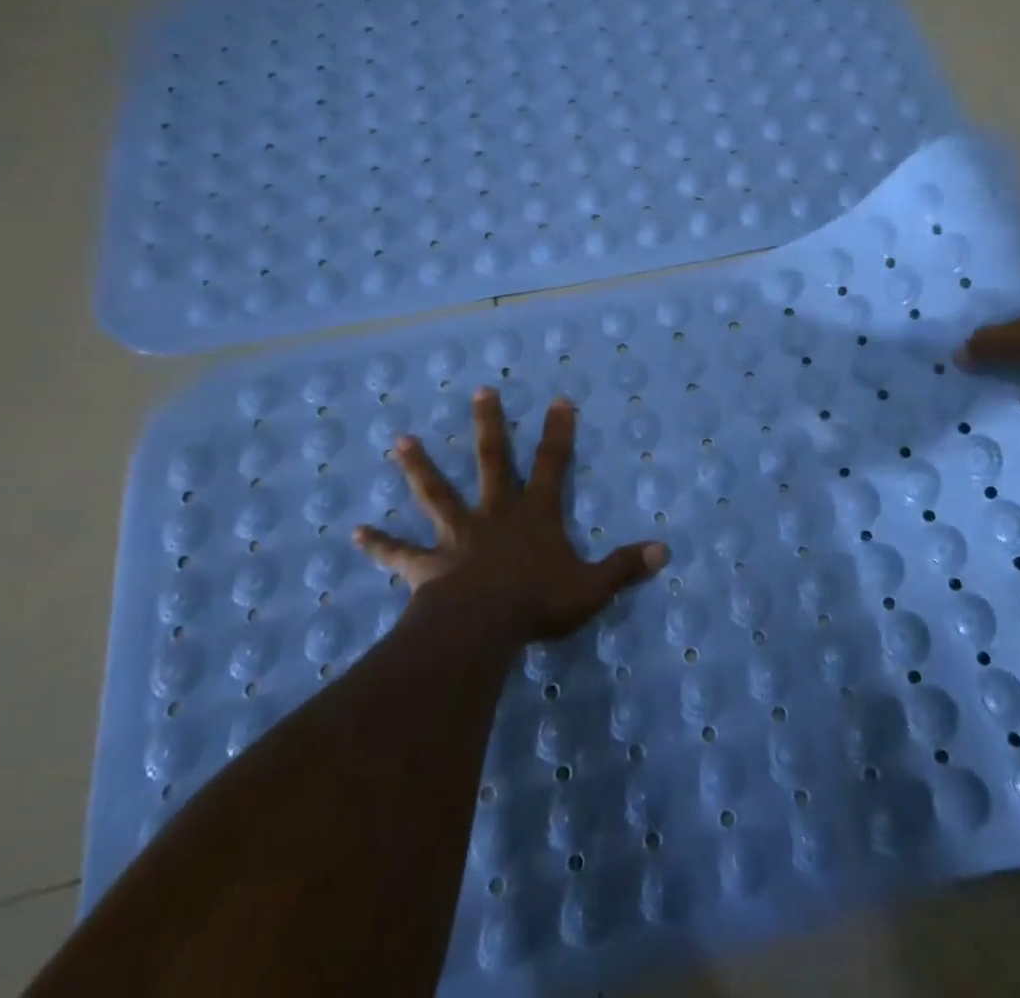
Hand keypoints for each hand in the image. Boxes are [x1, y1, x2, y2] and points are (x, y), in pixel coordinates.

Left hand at [353, 387, 669, 645]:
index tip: (559, 399)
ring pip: (437, 494)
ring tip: (400, 441)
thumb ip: (625, 567)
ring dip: (420, 468)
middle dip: (488, 426)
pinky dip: (379, 544)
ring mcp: (457, 537)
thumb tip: (665, 552)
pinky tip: (355, 533)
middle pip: (492, 462)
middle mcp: (494, 515)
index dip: (558, 433)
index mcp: (534, 516)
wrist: (482, 628)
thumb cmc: (538, 603)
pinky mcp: (428, 566)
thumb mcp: (591, 588)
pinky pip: (401, 554)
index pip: (553, 465)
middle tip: (479, 392)